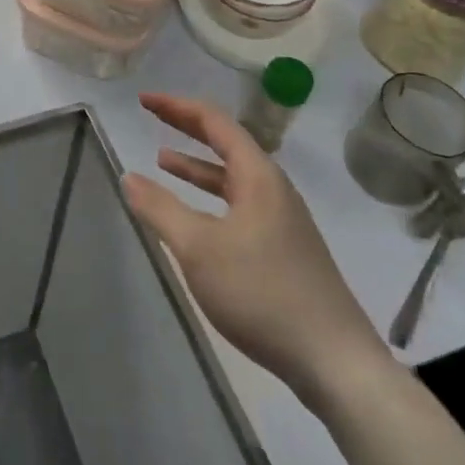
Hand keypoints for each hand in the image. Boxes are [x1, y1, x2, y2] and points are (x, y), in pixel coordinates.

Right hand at [123, 92, 391, 409]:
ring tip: (162, 161)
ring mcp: (283, 221)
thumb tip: (128, 177)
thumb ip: (160, 209)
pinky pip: (239, 205)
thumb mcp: (198, 249)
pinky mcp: (285, 250)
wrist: (335, 364)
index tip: (144, 100)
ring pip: (233, 178)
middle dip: (187, 128)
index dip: (177, 106)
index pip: (214, 122)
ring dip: (197, 166)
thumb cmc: (262, 294)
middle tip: (152, 115)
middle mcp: (274, 189)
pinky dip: (211, 198)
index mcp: (258, 176)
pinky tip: (195, 218)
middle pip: (226, 144)